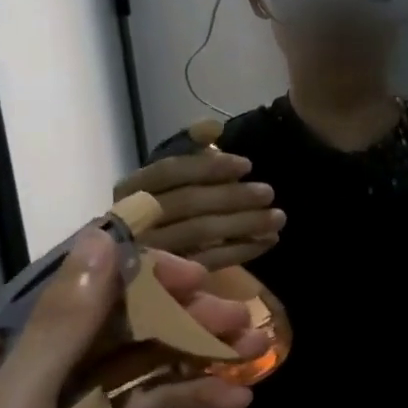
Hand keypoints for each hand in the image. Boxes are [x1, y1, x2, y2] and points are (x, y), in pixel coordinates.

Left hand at [0, 231, 268, 407]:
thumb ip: (62, 324)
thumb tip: (101, 238)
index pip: (80, 286)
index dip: (142, 274)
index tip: (198, 277)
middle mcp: (32, 367)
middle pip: (119, 323)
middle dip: (183, 317)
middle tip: (244, 318)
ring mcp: (63, 406)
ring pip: (138, 361)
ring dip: (195, 354)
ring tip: (256, 352)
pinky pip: (141, 405)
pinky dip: (185, 397)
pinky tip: (234, 398)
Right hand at [113, 129, 284, 270]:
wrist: (130, 265)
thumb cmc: (157, 209)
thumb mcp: (168, 175)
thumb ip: (190, 148)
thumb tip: (213, 126)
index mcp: (130, 189)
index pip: (170, 171)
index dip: (210, 166)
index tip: (246, 165)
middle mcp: (134, 219)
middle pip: (188, 203)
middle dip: (232, 197)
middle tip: (268, 192)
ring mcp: (150, 253)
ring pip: (201, 233)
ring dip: (244, 224)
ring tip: (277, 218)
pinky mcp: (169, 281)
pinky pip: (209, 262)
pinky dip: (242, 250)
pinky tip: (268, 241)